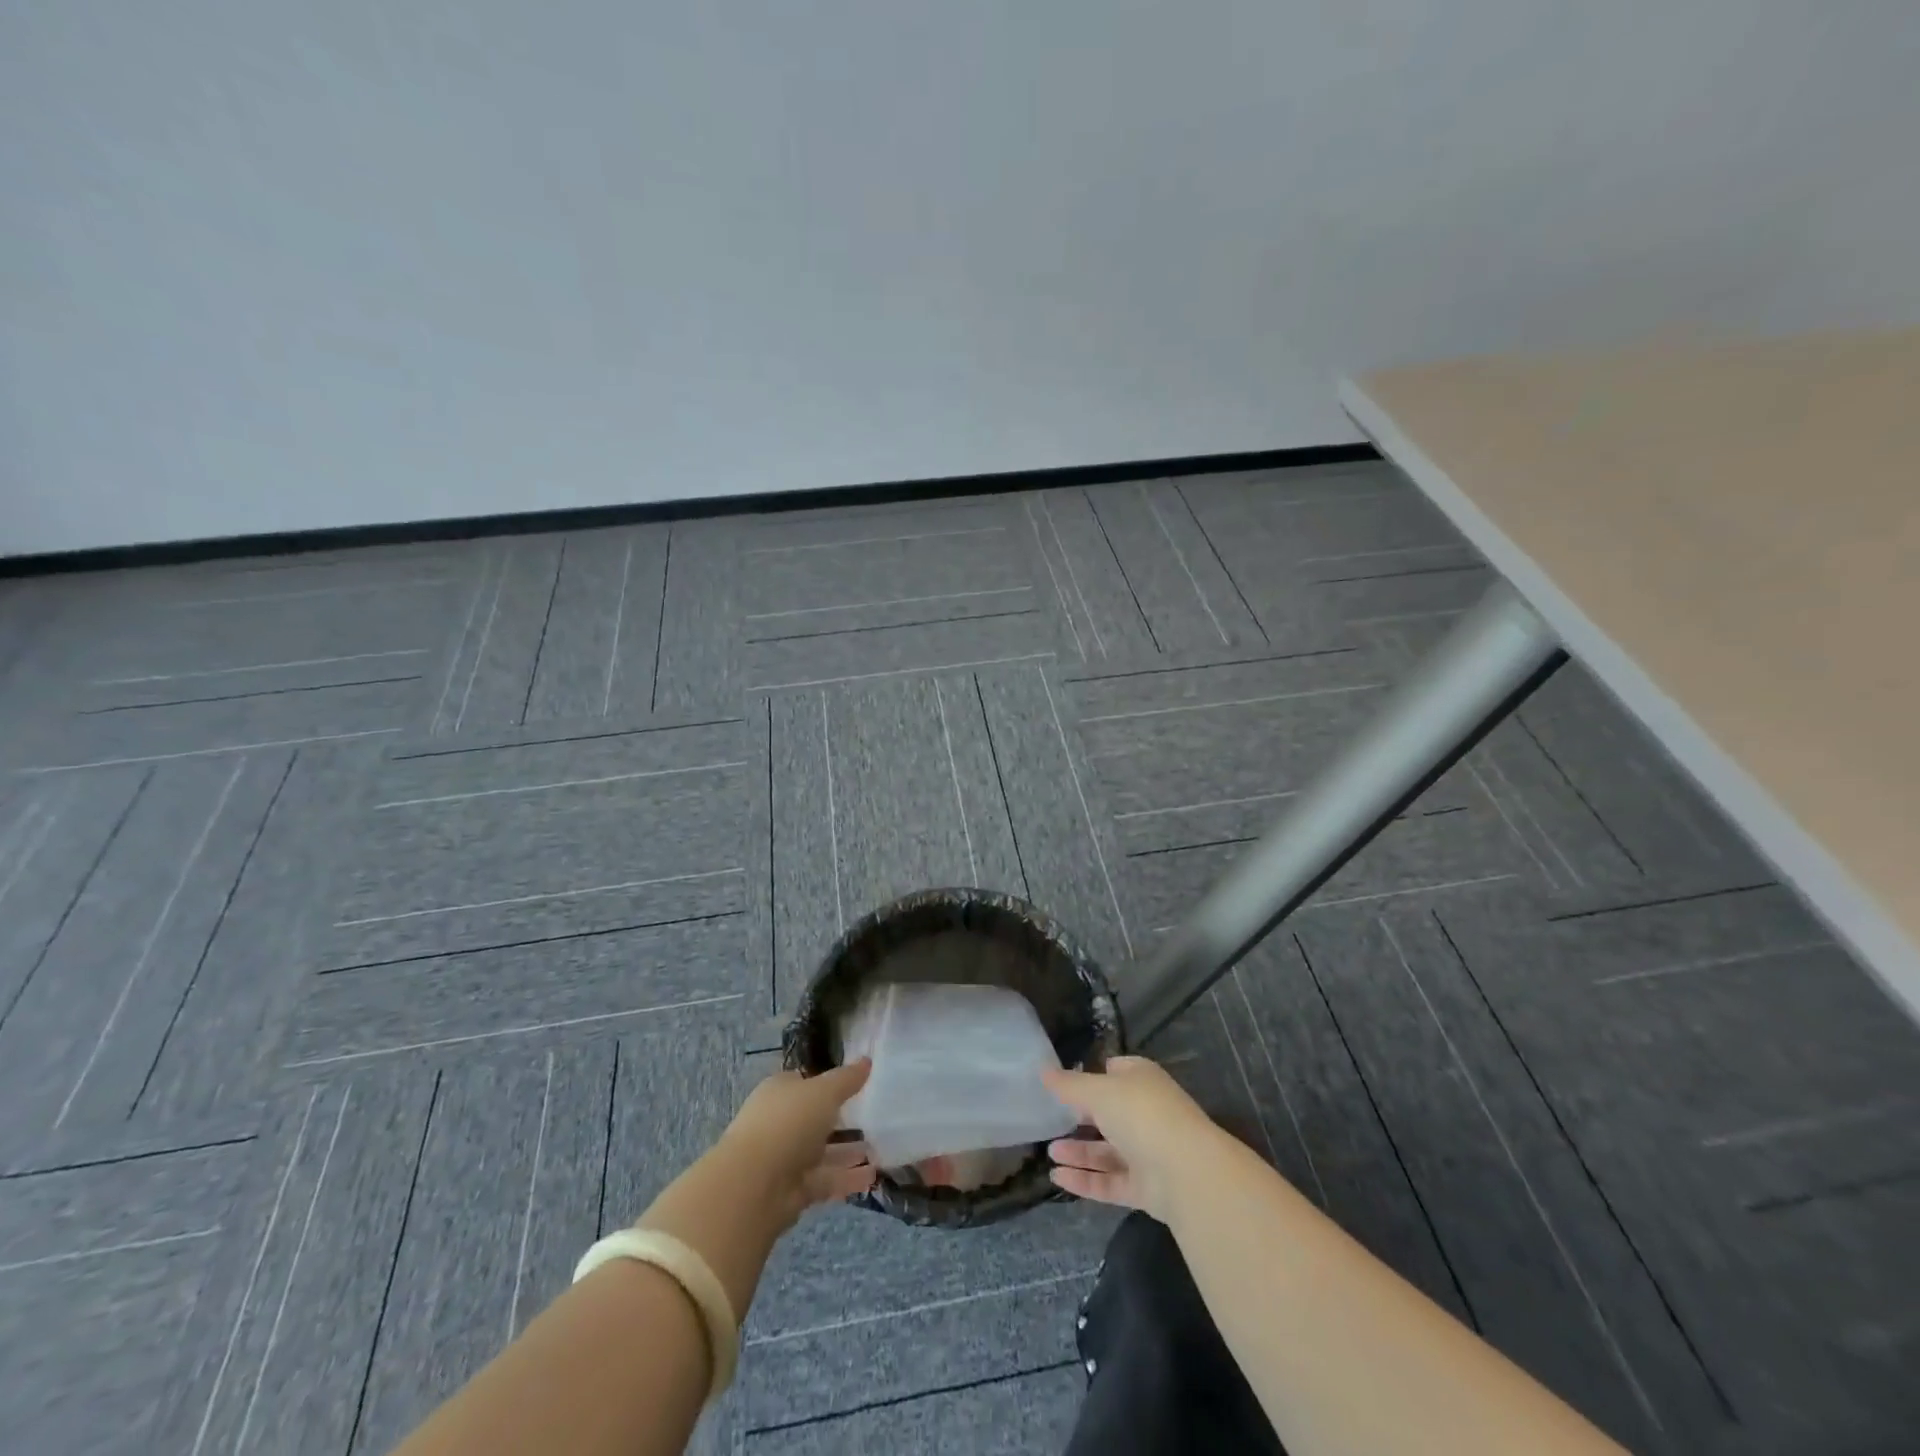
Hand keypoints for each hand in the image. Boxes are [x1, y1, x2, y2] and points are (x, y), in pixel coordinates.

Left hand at [715, 1059, 877, 1226]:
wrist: (754, 1185)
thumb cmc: (788, 1122)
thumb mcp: (824, 1091)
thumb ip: (847, 1078)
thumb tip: (867, 1060)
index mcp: (780, 1092)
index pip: (806, 1083)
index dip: (829, 1083)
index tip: (858, 1085)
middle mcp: (780, 1122)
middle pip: (815, 1119)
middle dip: (842, 1120)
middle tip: (874, 1120)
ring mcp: (785, 1158)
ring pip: (822, 1151)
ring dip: (848, 1152)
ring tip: (879, 1151)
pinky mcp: (792, 1190)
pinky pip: (825, 1179)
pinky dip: (846, 1178)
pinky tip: (871, 1177)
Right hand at [1043, 1055, 1220, 1222]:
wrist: (1185, 1172)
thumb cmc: (1140, 1114)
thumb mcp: (1098, 1091)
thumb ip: (1069, 1085)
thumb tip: (1043, 1071)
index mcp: (1142, 1081)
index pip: (1117, 1070)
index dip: (1093, 1074)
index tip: (1065, 1082)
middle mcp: (1146, 1114)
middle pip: (1109, 1113)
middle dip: (1081, 1117)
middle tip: (1050, 1120)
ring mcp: (1147, 1153)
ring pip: (1107, 1151)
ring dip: (1079, 1151)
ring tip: (1049, 1151)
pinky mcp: (1145, 1188)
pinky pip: (1109, 1182)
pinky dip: (1084, 1180)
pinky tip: (1057, 1178)